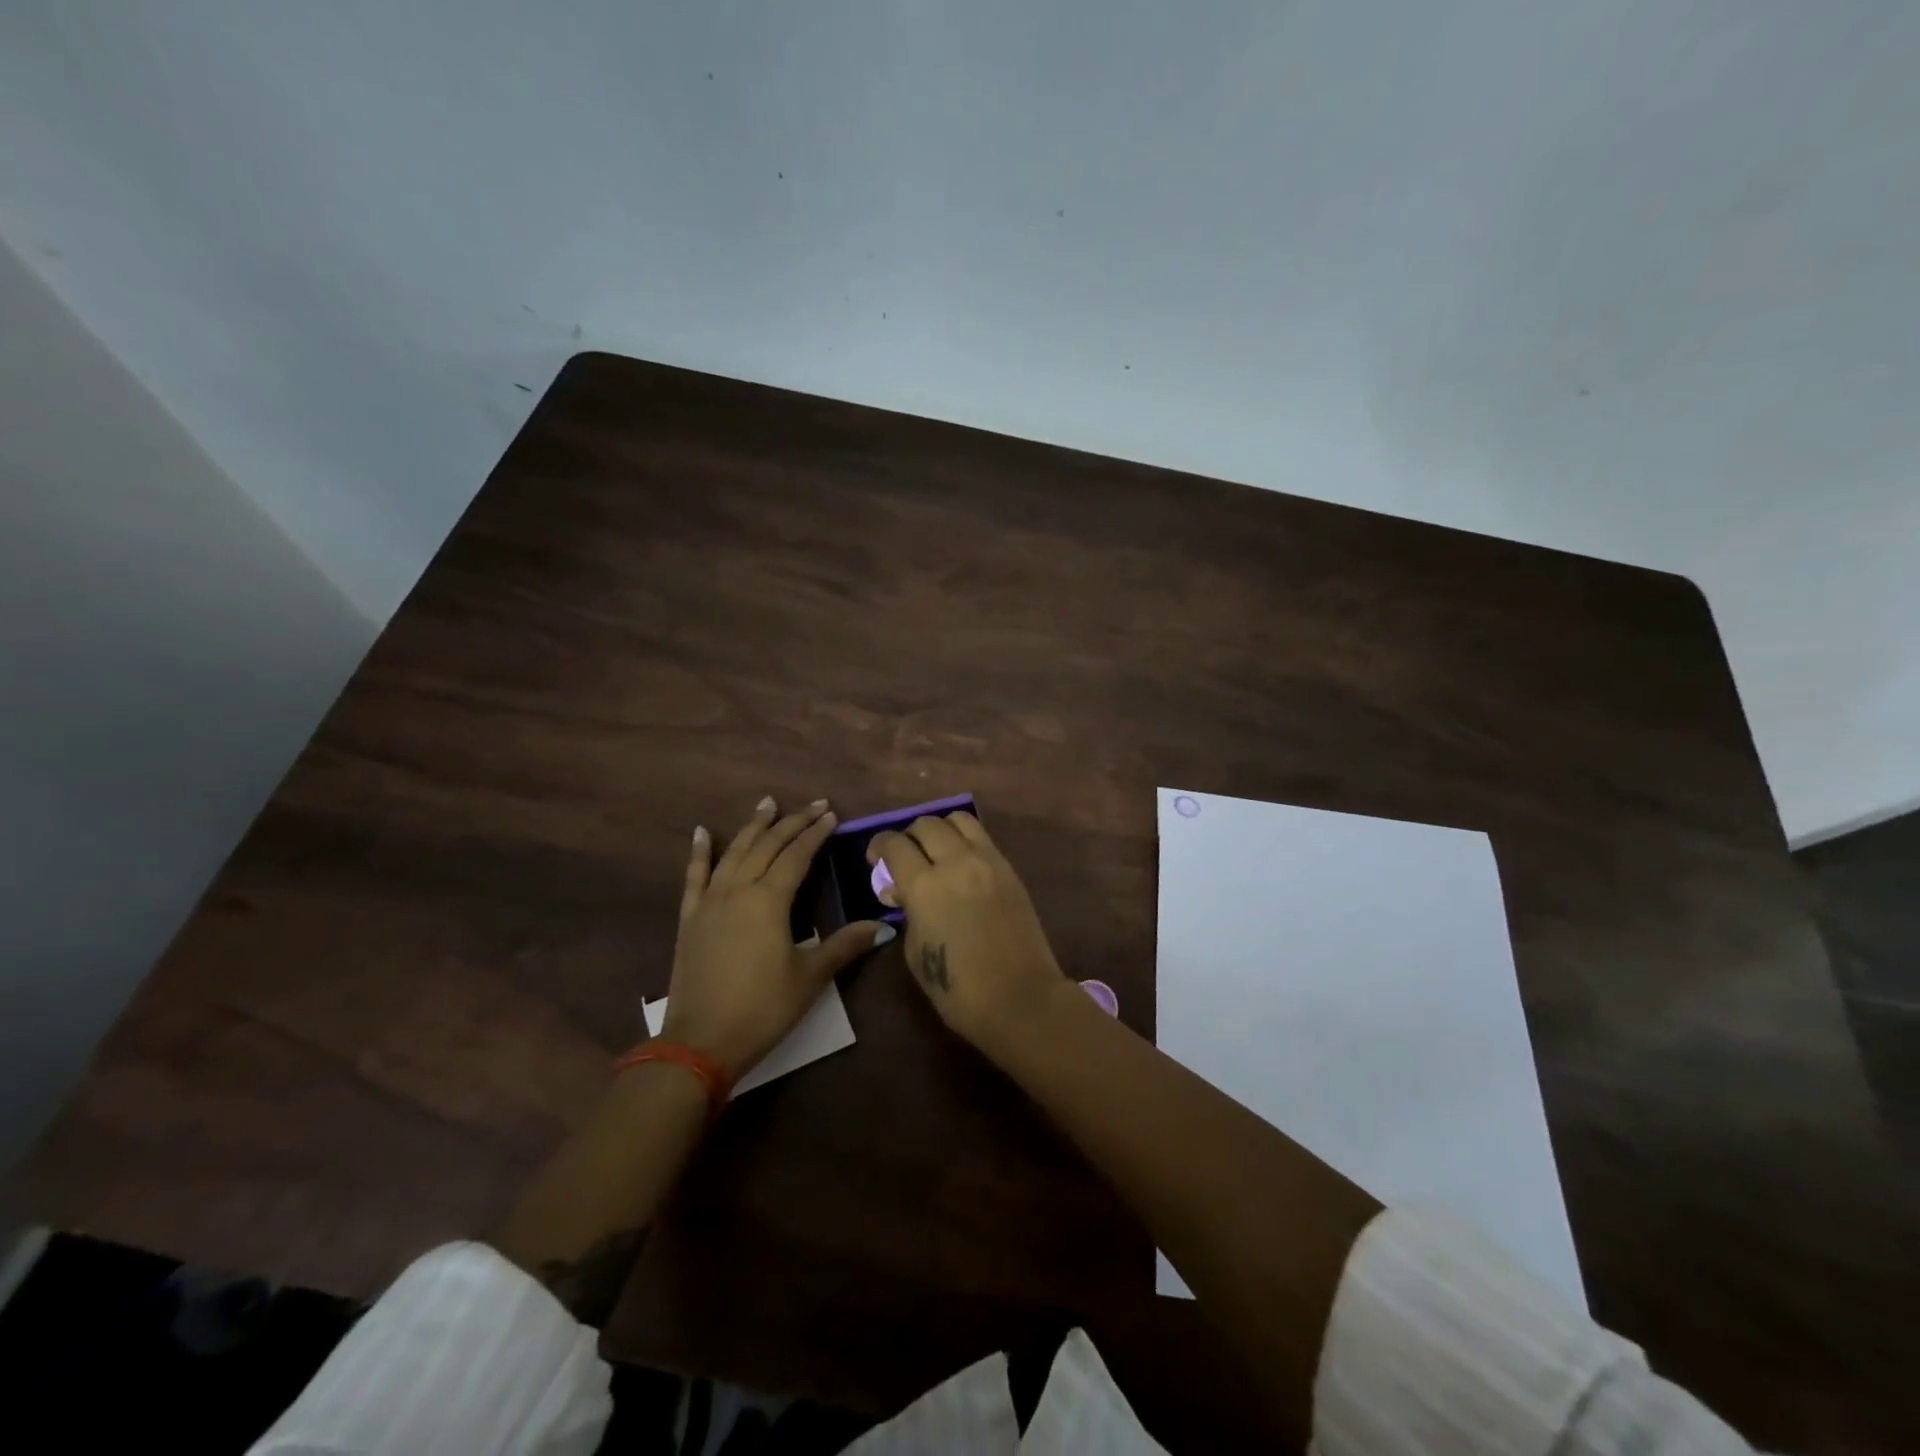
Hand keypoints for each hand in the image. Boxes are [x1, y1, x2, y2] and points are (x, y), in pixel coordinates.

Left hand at [663, 797, 890, 1082]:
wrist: (700, 1043)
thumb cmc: (762, 1009)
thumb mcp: (809, 978)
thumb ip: (844, 945)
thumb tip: (883, 926)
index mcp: (769, 901)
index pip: (797, 856)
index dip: (816, 834)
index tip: (832, 815)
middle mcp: (739, 890)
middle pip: (768, 846)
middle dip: (792, 823)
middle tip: (813, 805)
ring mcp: (710, 902)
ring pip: (735, 853)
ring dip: (754, 827)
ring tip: (768, 803)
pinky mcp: (691, 918)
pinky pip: (695, 876)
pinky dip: (700, 852)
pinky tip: (703, 832)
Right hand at [865, 812, 1069, 1053]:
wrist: (1020, 998)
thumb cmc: (958, 989)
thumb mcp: (915, 952)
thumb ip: (908, 912)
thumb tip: (903, 892)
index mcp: (925, 886)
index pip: (895, 844)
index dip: (879, 846)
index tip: (876, 858)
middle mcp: (956, 862)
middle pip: (926, 824)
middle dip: (909, 836)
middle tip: (905, 857)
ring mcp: (988, 861)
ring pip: (959, 819)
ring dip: (940, 830)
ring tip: (936, 852)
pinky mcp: (1010, 868)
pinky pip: (982, 838)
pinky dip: (965, 841)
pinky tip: (961, 864)